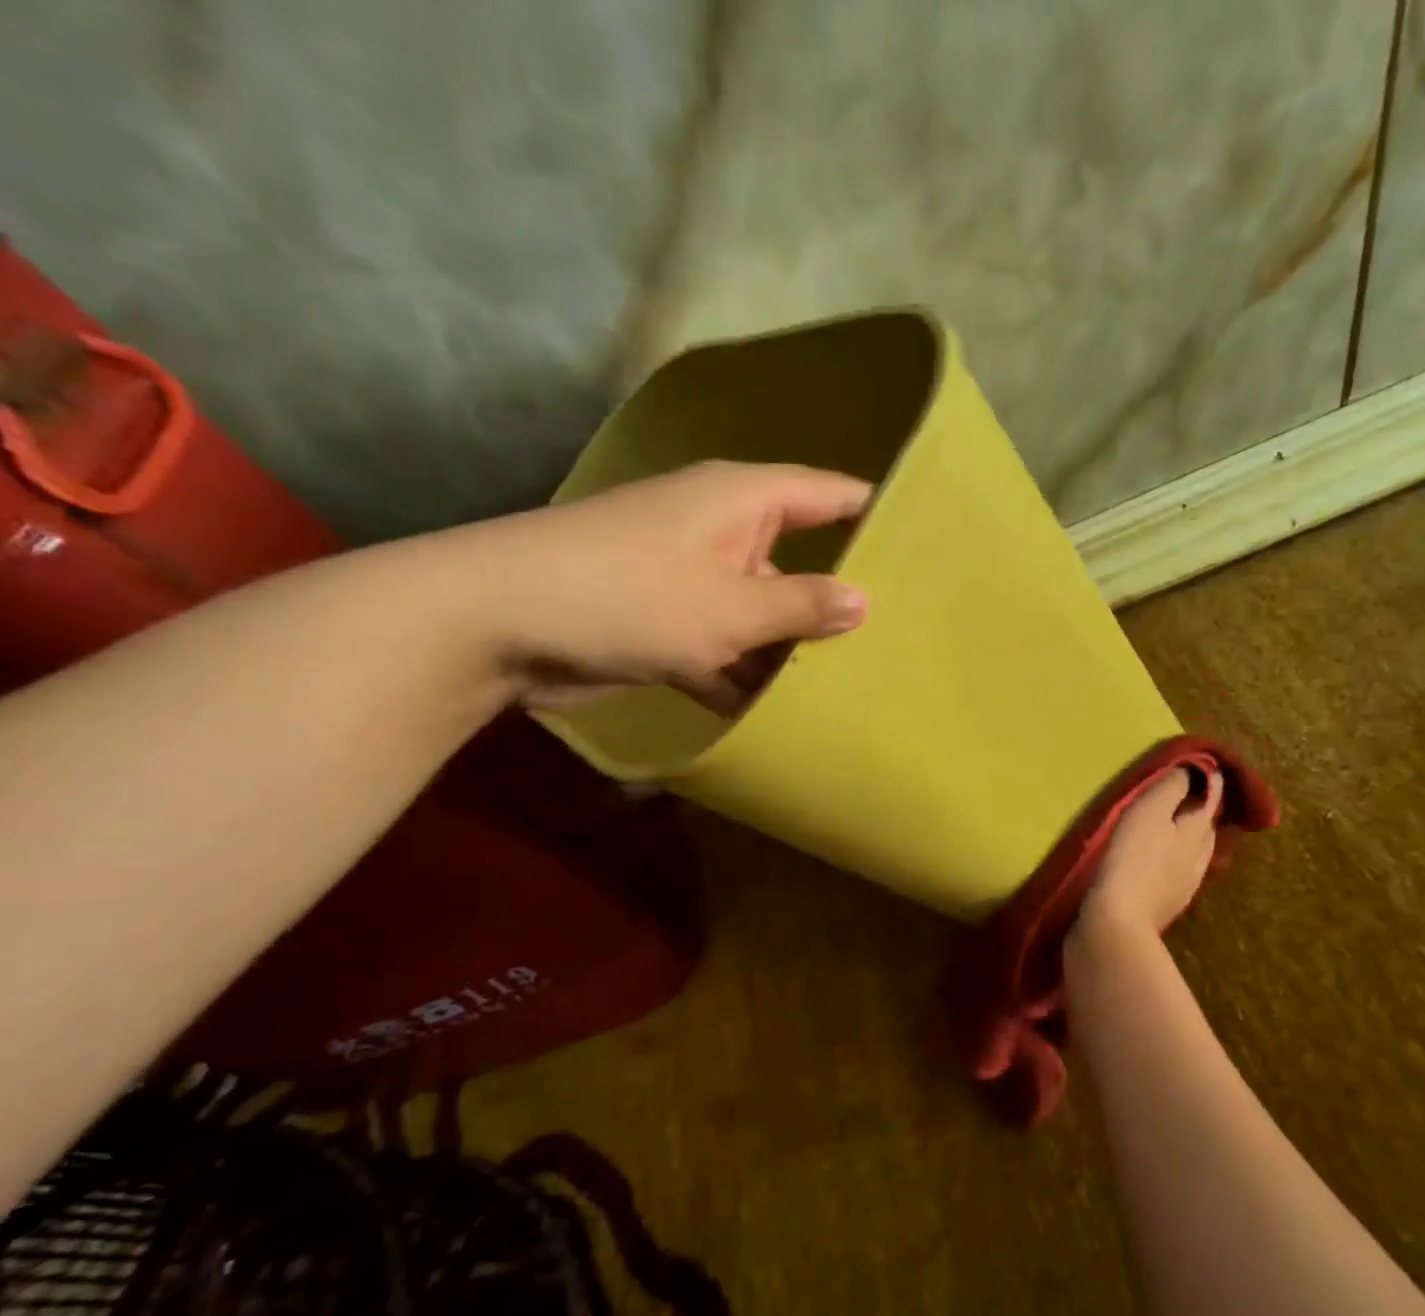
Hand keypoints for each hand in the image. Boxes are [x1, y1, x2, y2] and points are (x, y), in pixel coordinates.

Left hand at [428, 461, 870, 712]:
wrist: (501, 623)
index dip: (872, 513)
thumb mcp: (728, 607)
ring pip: (758, 612)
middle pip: (795, 559)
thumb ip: (800, 606)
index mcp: (741, 501)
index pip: (826, 494)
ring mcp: (690, 579)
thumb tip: (864, 601)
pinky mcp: (663, 624)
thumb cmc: (630, 596)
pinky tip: (777, 713)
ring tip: (849, 684)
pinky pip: (722, 646)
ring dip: (787, 648)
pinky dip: (742, 674)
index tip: (923, 542)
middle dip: (835, 597)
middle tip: (897, 634)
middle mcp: (720, 531)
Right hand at [1080, 769, 1222, 935]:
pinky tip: (1160, 860)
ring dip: (1188, 835)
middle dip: (1201, 807)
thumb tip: (1191, 770)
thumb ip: (1170, 789)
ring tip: (1173, 824)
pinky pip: (1177, 871)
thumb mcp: (1148, 813)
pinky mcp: (1165, 904)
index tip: (1206, 763)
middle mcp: (1199, 857)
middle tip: (1189, 791)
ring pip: (1194, 851)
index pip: (1211, 798)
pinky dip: (1173, 857)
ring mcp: (1184, 885)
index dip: (1210, 779)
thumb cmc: (1130, 860)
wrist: (1115, 926)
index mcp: (1196, 832)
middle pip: (1206, 826)